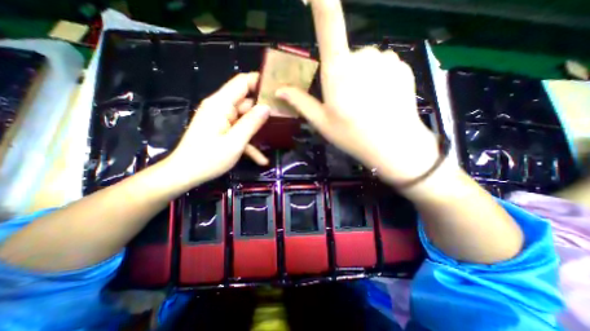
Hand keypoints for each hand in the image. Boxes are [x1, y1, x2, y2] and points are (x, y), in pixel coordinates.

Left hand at [163, 73, 268, 188]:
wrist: (185, 174)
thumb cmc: (208, 159)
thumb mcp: (235, 142)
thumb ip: (251, 123)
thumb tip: (267, 107)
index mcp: (221, 104)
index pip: (242, 82)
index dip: (259, 81)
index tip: (277, 87)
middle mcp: (220, 108)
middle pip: (246, 101)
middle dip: (264, 108)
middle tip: (284, 115)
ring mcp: (221, 120)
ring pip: (245, 118)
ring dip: (258, 129)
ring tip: (278, 134)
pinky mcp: (222, 130)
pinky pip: (239, 131)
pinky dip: (249, 142)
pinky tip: (262, 160)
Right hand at [279, 0, 441, 185]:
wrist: (393, 146)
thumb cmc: (352, 136)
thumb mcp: (322, 122)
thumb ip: (301, 102)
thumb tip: (280, 90)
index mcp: (339, 71)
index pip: (329, 24)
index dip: (322, 1)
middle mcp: (363, 56)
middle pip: (346, 56)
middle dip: (343, 74)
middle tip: (347, 102)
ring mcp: (386, 59)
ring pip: (365, 61)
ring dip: (361, 76)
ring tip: (365, 103)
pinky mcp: (402, 65)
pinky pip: (382, 65)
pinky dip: (378, 77)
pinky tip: (380, 99)